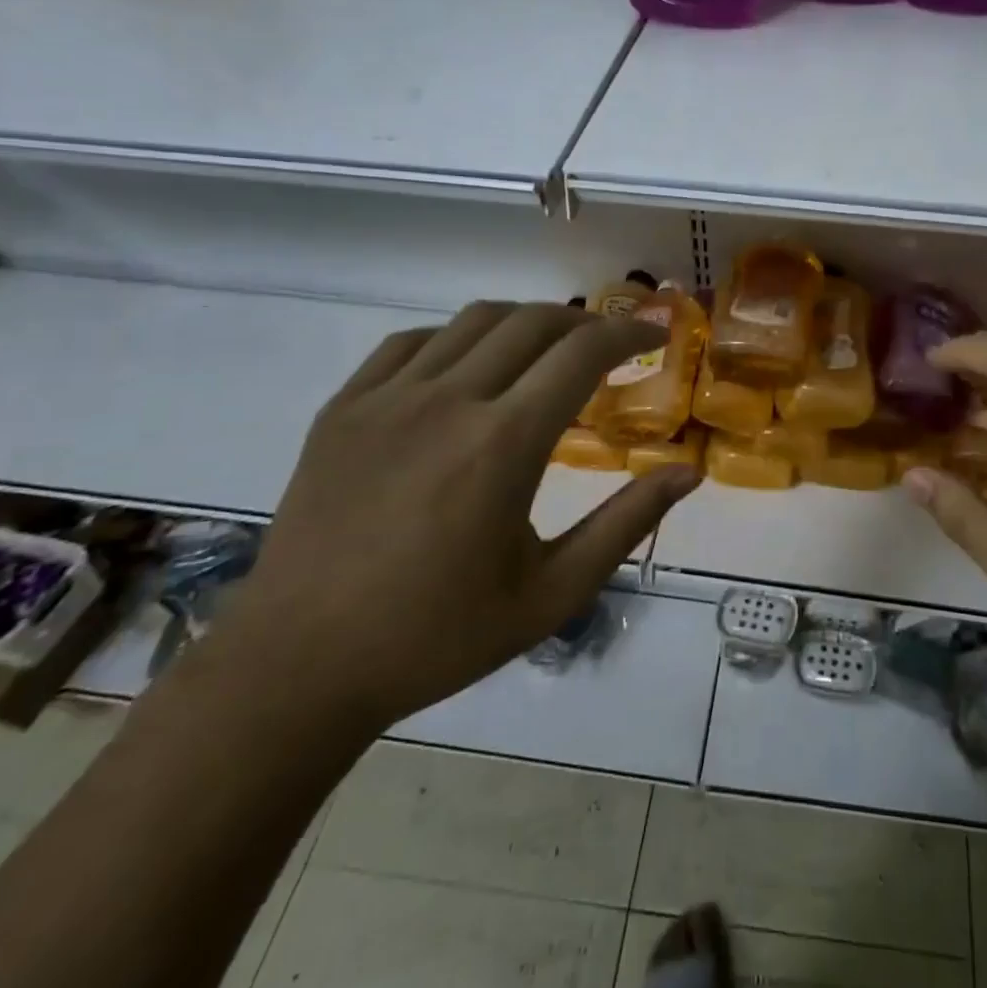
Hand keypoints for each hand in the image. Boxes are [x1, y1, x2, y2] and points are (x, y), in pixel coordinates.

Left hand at [216, 301, 698, 735]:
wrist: (299, 666)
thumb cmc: (437, 636)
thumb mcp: (552, 593)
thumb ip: (625, 524)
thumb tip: (687, 473)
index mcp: (503, 444)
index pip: (581, 354)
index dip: (627, 335)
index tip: (653, 338)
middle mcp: (447, 402)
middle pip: (532, 322)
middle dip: (584, 323)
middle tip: (608, 346)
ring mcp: (387, 398)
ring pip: (474, 320)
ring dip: (525, 322)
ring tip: (547, 350)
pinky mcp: (343, 407)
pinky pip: (411, 342)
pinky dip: (458, 338)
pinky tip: (468, 368)